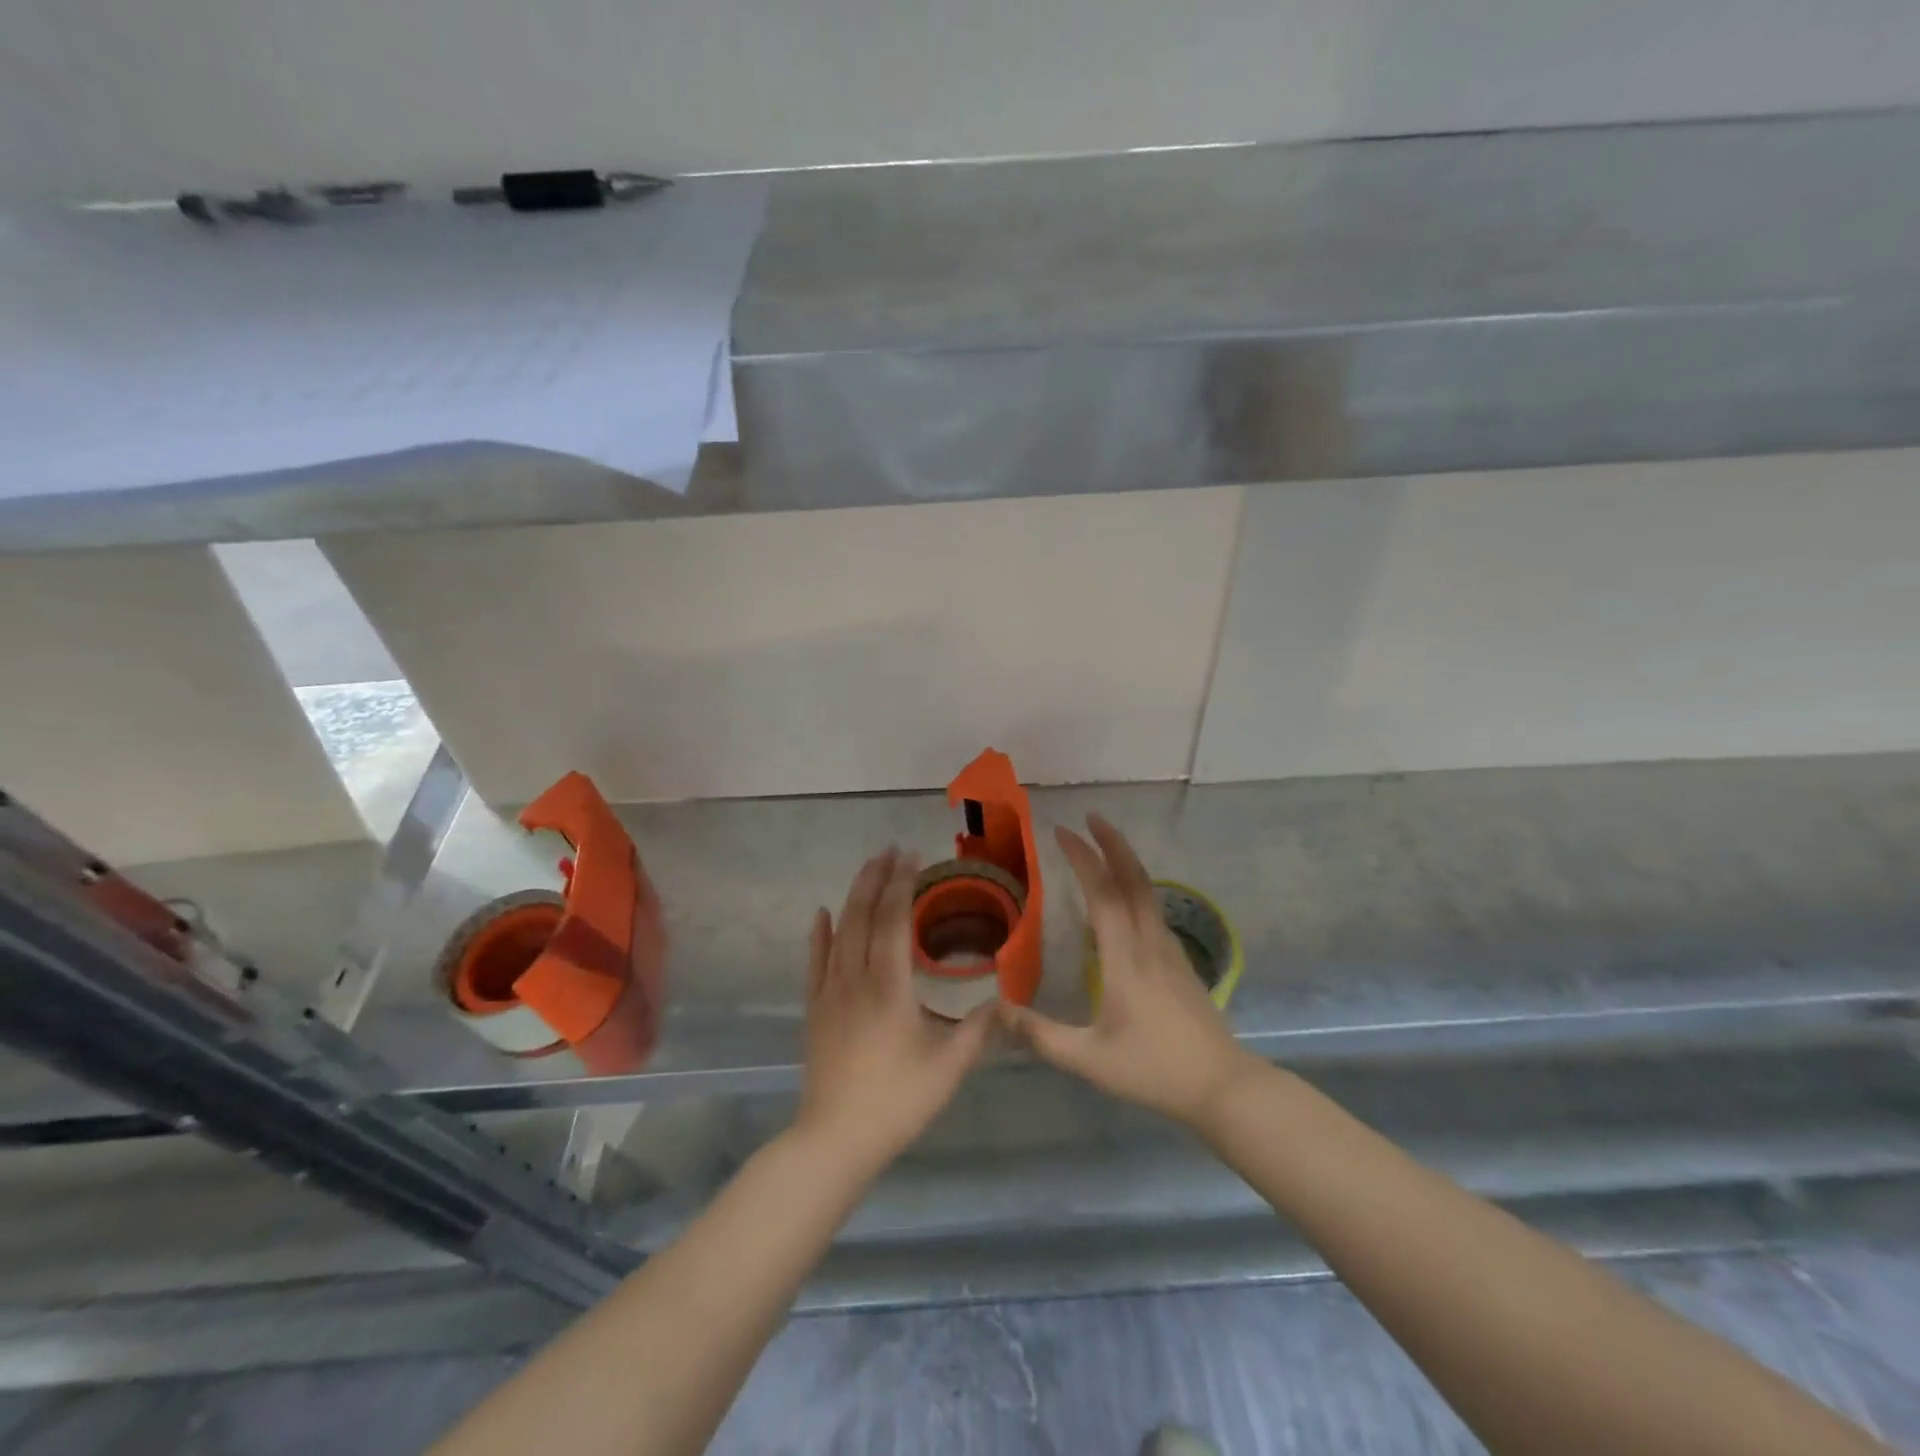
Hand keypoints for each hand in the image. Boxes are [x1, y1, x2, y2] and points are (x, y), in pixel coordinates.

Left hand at [794, 848, 994, 1179]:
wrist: (835, 1139)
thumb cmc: (896, 1101)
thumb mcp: (949, 1068)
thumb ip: (979, 1031)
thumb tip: (1004, 1001)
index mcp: (889, 985)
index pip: (894, 920)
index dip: (903, 884)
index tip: (912, 857)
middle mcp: (856, 977)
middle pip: (864, 915)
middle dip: (876, 878)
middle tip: (890, 850)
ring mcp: (830, 991)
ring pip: (840, 931)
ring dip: (854, 896)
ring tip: (867, 869)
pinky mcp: (815, 1009)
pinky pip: (816, 961)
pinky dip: (820, 933)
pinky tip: (822, 913)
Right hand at [1001, 814, 1258, 1127]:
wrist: (1223, 1086)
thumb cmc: (1153, 1069)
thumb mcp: (1089, 1059)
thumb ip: (1041, 1034)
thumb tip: (997, 1011)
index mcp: (1126, 956)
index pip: (1102, 893)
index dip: (1083, 858)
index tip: (1062, 832)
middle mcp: (1150, 942)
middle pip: (1133, 879)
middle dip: (1112, 843)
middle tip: (1091, 817)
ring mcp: (1170, 950)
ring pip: (1148, 891)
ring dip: (1126, 861)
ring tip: (1105, 846)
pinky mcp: (1180, 962)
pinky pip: (1154, 910)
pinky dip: (1136, 887)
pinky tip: (1126, 899)